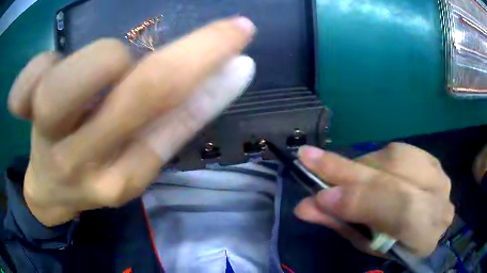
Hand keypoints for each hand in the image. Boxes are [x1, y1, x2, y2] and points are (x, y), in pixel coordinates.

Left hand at [7, 17, 255, 226]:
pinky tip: (43, 75)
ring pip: (75, 77)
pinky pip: (25, 81)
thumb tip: (231, 69)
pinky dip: (37, 66)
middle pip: (138, 91)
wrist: (50, 190)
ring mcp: (45, 140)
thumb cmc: (96, 175)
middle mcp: (84, 162)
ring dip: (105, 59)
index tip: (241, 31)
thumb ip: (180, 117)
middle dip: (193, 47)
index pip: (173, 113)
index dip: (210, 63)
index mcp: (122, 176)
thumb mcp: (139, 159)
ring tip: (103, 72)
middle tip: (219, 29)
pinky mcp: (23, 117)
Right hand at [294, 143, 453, 256]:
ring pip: (395, 157)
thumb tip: (306, 207)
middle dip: (349, 169)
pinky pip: (400, 150)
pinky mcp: (432, 159)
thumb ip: (342, 224)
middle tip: (309, 157)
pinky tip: (369, 170)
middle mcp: (439, 197)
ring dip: (362, 165)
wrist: (426, 230)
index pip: (400, 210)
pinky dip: (377, 159)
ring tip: (342, 174)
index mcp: (426, 233)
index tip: (319, 197)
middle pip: (396, 175)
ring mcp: (438, 173)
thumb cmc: (393, 245)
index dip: (359, 201)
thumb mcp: (368, 245)